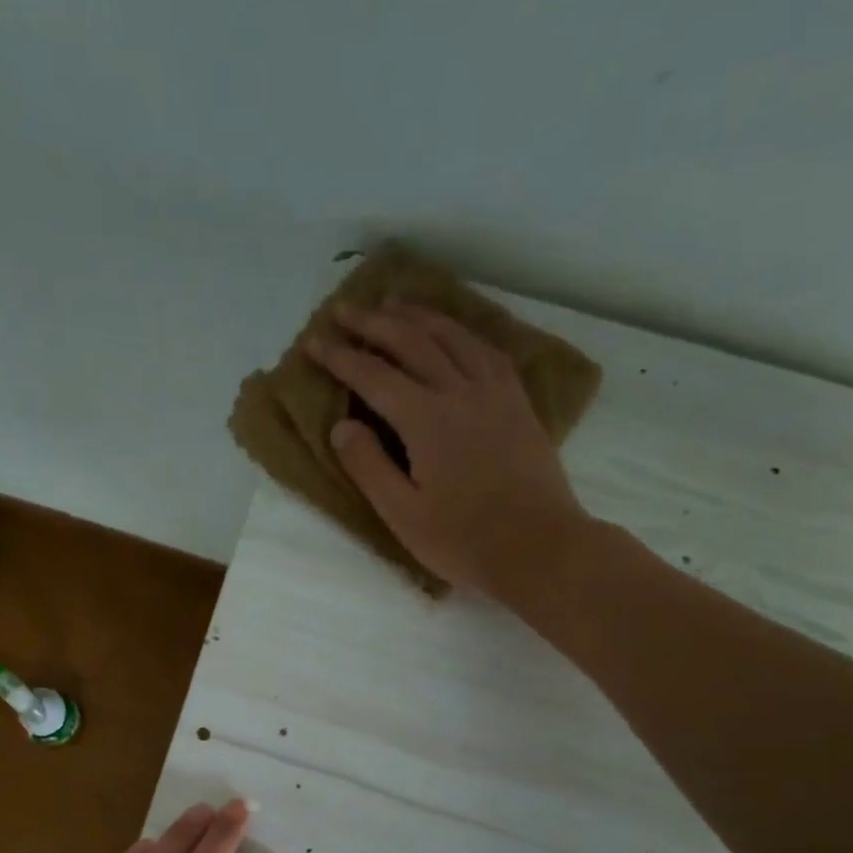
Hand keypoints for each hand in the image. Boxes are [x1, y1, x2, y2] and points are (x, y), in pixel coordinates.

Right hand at [308, 301, 595, 599]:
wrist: (539, 548)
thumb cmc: (463, 540)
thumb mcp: (403, 514)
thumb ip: (369, 466)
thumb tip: (342, 426)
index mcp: (427, 420)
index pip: (374, 376)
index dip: (340, 358)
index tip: (313, 344)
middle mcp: (461, 392)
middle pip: (412, 342)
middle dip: (374, 323)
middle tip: (344, 309)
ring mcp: (495, 393)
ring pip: (453, 336)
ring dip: (418, 316)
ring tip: (394, 304)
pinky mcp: (518, 403)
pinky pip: (486, 349)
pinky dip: (461, 331)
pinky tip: (452, 332)